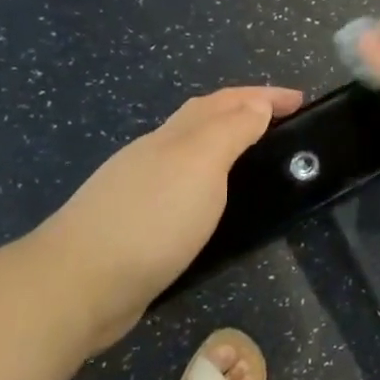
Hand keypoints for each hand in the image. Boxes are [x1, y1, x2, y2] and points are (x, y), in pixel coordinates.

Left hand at [31, 85, 303, 352]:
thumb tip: (255, 103)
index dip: (263, 95)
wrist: (78, 284)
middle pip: (202, 120)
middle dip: (242, 111)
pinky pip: (182, 189)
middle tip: (281, 121)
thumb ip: (230, 132)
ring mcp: (140, 190)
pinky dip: (206, 182)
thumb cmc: (150, 219)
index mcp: (173, 136)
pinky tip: (212, 204)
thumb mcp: (200, 165)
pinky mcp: (136, 226)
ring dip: (223, 144)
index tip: (301, 100)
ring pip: (189, 154)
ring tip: (255, 157)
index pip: (225, 102)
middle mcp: (154, 155)